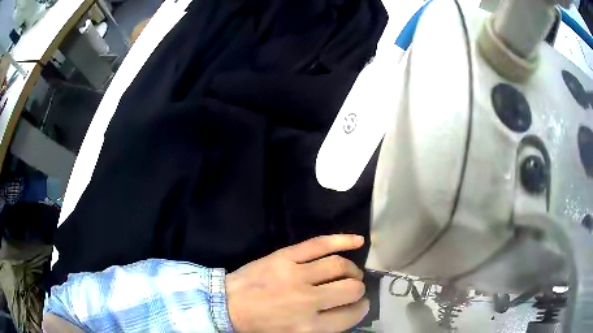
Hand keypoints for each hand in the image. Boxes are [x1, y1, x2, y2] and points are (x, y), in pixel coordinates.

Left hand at [226, 235, 368, 332]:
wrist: (226, 306)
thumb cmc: (260, 327)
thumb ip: (323, 328)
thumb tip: (348, 311)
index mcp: (308, 328)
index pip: (350, 315)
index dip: (360, 309)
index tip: (359, 305)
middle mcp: (307, 301)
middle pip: (350, 289)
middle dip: (357, 289)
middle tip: (353, 289)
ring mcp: (295, 275)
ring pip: (339, 266)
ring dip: (351, 270)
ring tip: (351, 273)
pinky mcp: (285, 257)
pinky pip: (319, 244)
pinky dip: (343, 240)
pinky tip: (359, 240)